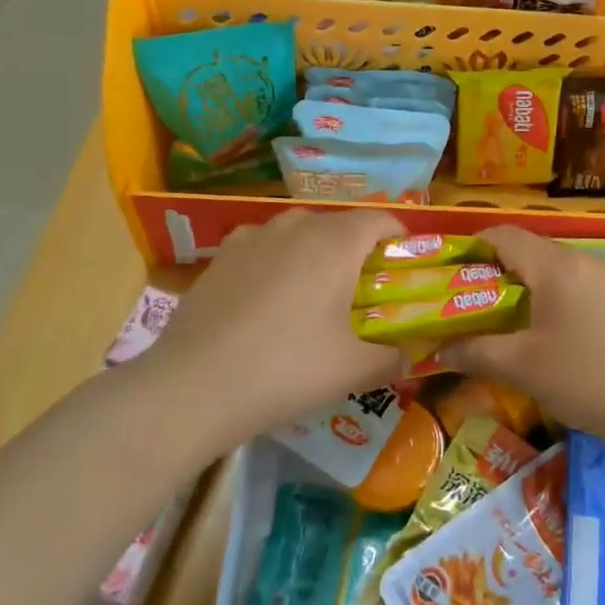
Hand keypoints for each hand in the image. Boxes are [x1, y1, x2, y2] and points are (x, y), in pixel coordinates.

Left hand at [144, 208, 412, 445]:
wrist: (193, 386)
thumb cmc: (286, 368)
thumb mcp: (352, 369)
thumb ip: (391, 358)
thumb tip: (411, 356)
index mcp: (336, 242)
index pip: (380, 219)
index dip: (400, 237)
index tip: (406, 266)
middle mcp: (296, 226)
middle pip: (340, 224)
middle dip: (358, 249)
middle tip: (363, 290)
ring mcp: (252, 237)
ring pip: (298, 231)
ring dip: (315, 251)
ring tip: (315, 292)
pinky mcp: (220, 257)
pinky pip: (262, 246)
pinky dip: (276, 260)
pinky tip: (268, 297)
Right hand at [443, 224, 604, 441]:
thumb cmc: (583, 378)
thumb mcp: (521, 367)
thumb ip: (476, 352)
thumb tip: (439, 349)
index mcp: (555, 266)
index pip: (505, 236)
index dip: (474, 245)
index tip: (451, 269)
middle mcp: (581, 261)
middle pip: (529, 249)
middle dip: (496, 268)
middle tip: (470, 298)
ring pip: (553, 267)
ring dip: (525, 283)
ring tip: (503, 315)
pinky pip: (574, 283)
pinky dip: (551, 294)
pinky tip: (545, 329)